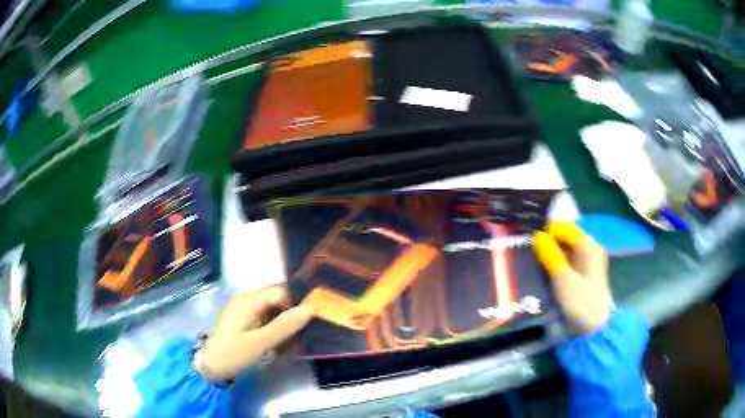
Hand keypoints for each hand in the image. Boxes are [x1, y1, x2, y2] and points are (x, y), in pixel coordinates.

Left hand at [197, 286, 312, 379]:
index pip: (281, 291)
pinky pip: (265, 315)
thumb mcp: (262, 342)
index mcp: (250, 300)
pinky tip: (280, 340)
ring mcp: (244, 308)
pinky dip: (275, 325)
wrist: (212, 364)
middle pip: (277, 298)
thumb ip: (285, 325)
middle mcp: (247, 299)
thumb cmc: (235, 353)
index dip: (297, 302)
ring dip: (284, 321)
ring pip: (273, 307)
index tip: (310, 320)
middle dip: (292, 312)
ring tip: (293, 339)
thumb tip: (310, 308)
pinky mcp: (244, 317)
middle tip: (303, 331)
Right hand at [532, 222, 611, 334]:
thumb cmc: (580, 303)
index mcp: (589, 246)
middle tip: (527, 249)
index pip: (565, 228)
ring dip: (549, 253)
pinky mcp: (581, 274)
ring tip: (531, 259)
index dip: (548, 230)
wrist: (591, 329)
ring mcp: (586, 262)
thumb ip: (551, 255)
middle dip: (547, 241)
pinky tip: (541, 269)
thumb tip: (537, 235)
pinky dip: (553, 262)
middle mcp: (589, 249)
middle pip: (565, 237)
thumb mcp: (564, 280)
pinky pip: (565, 261)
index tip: (528, 238)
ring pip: (564, 249)